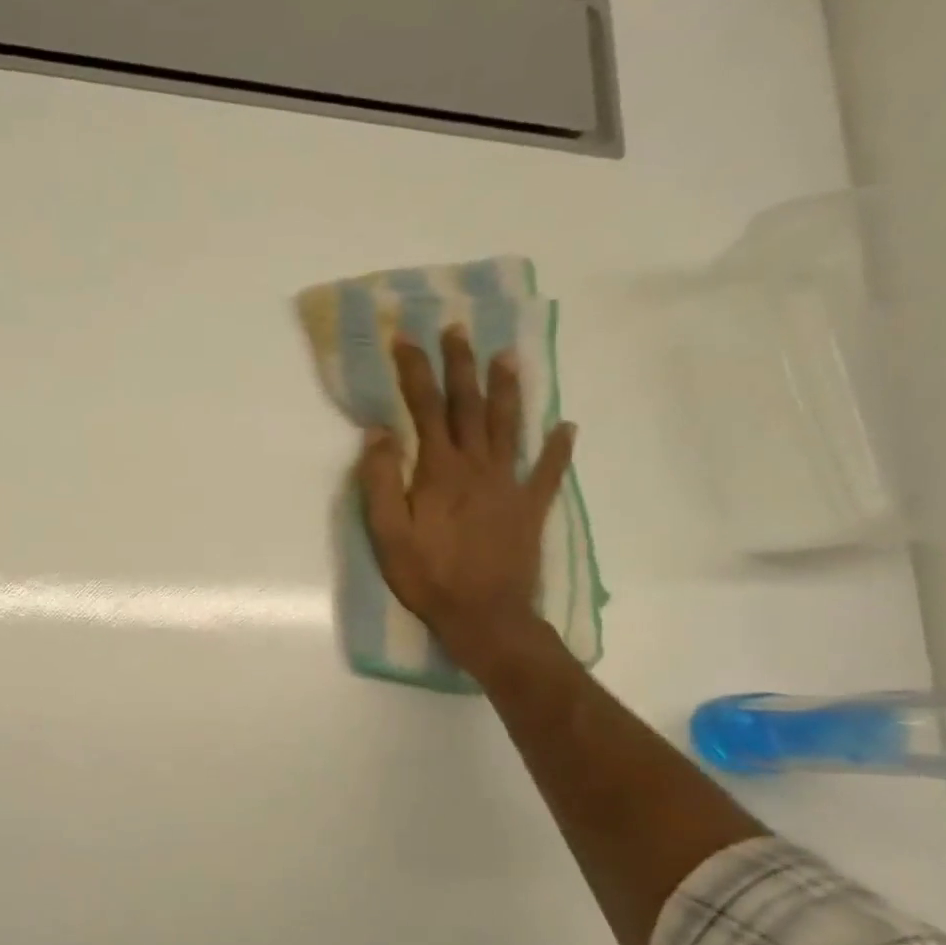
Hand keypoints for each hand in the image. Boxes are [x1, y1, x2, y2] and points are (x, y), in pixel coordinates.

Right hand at [357, 327, 574, 677]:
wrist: (484, 615)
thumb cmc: (428, 576)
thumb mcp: (387, 533)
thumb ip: (380, 480)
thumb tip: (379, 432)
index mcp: (439, 470)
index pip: (425, 408)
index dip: (415, 371)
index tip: (406, 339)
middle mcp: (477, 466)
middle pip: (469, 405)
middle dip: (461, 365)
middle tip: (458, 329)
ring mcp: (509, 485)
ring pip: (508, 425)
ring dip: (507, 389)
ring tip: (507, 356)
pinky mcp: (530, 507)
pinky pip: (547, 470)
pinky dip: (557, 447)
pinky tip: (566, 427)